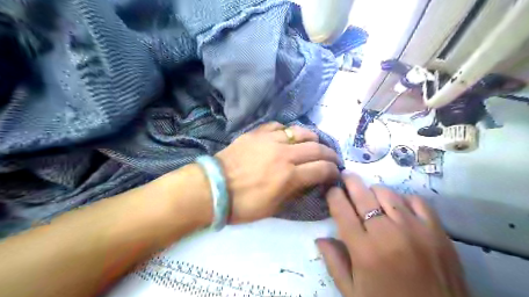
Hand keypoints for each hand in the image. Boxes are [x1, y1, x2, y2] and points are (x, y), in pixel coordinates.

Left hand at [214, 122, 338, 223]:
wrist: (214, 187)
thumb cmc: (243, 204)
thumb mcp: (274, 207)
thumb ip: (294, 191)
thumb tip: (308, 181)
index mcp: (289, 175)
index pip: (321, 169)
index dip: (332, 171)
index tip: (335, 173)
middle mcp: (284, 154)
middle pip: (316, 148)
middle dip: (329, 153)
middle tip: (332, 158)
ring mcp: (270, 140)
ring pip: (300, 131)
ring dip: (312, 137)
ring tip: (314, 143)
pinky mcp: (257, 133)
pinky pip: (278, 126)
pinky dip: (287, 130)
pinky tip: (288, 136)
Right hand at [315, 172, 468, 296]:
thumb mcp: (352, 292)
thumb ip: (334, 262)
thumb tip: (320, 238)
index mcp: (364, 251)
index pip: (342, 210)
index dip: (333, 195)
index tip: (331, 190)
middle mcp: (387, 234)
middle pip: (363, 195)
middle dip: (350, 182)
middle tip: (346, 177)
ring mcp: (415, 230)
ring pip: (387, 193)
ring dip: (374, 191)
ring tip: (370, 196)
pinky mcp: (438, 231)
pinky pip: (416, 200)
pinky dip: (403, 198)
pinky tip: (399, 207)